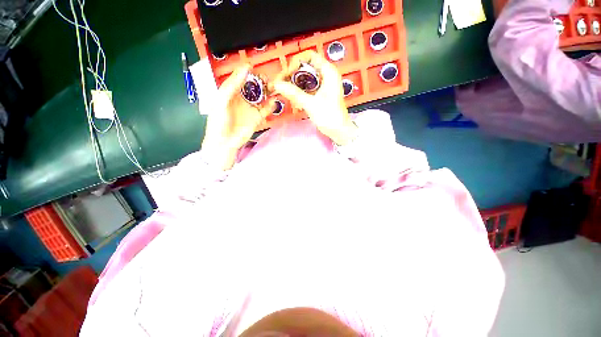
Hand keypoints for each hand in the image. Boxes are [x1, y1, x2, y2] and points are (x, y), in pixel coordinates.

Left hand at [202, 64, 276, 169]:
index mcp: (231, 92)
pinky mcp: (257, 117)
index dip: (247, 72)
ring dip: (268, 91)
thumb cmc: (219, 121)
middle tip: (267, 79)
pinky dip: (271, 105)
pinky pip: (266, 109)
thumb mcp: (222, 100)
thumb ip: (232, 84)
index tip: (254, 67)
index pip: (240, 78)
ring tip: (273, 87)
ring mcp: (251, 108)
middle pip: (253, 86)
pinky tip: (274, 102)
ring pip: (261, 96)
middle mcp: (242, 98)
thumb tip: (245, 68)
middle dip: (260, 81)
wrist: (225, 142)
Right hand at [270, 51, 357, 145]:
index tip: (286, 75)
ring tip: (285, 93)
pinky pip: (307, 88)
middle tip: (281, 84)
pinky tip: (294, 101)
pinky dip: (299, 92)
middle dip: (292, 75)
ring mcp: (323, 85)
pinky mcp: (320, 94)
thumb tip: (276, 84)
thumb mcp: (310, 103)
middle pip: (305, 67)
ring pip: (305, 78)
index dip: (295, 62)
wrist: (338, 131)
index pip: (309, 56)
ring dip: (294, 84)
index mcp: (328, 72)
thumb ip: (293, 93)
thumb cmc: (329, 116)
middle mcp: (326, 75)